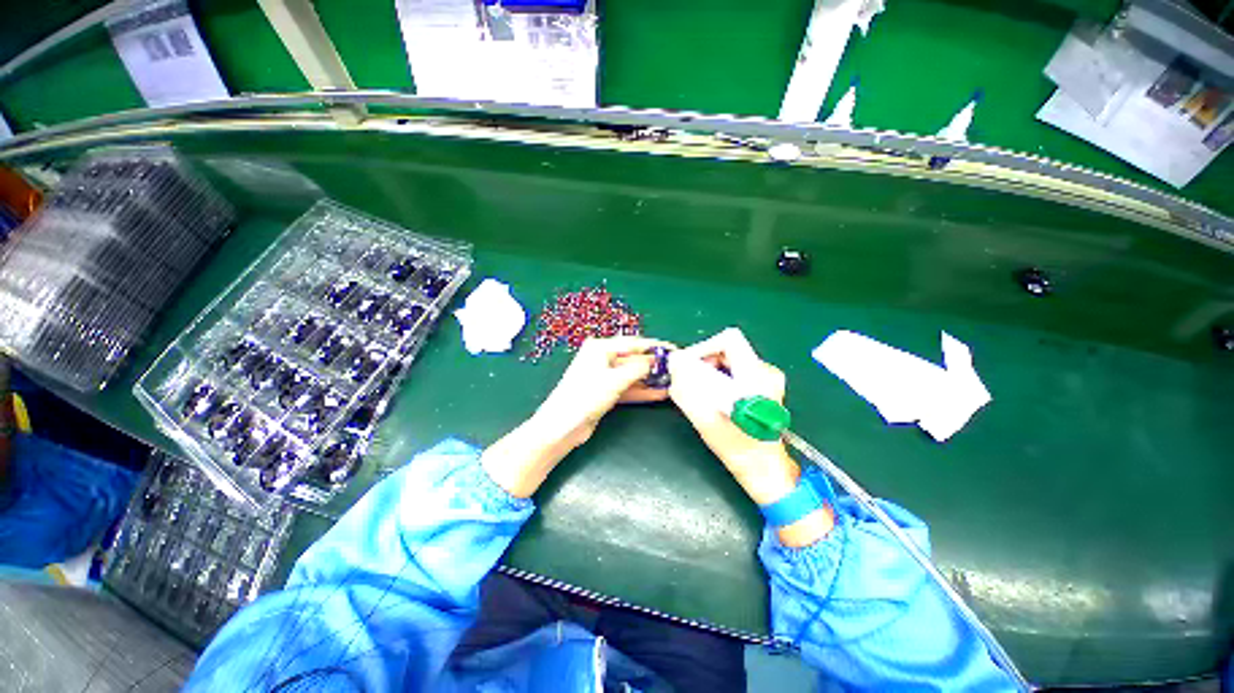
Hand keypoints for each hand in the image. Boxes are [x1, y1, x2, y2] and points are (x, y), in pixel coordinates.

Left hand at [483, 336, 673, 497]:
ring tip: (672, 382)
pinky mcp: (605, 392)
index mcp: (600, 348)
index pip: (633, 343)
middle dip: (653, 365)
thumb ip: (638, 368)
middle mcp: (602, 358)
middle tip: (676, 368)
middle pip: (633, 359)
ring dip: (650, 379)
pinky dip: (642, 391)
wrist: (562, 426)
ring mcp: (603, 376)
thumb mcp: (615, 380)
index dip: (654, 346)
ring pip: (632, 375)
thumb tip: (655, 361)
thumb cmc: (586, 396)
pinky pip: (628, 388)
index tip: (674, 349)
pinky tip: (659, 393)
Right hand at [668, 328, 832, 545]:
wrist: (766, 470)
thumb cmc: (738, 449)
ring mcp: (766, 378)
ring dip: (708, 371)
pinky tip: (711, 398)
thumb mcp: (706, 418)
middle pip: (726, 349)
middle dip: (703, 362)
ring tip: (698, 392)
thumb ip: (686, 389)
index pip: (728, 340)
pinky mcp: (763, 386)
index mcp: (756, 376)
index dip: (703, 348)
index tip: (687, 366)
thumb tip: (673, 363)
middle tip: (688, 381)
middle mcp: (766, 371)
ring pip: (728, 360)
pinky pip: (734, 370)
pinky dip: (717, 378)